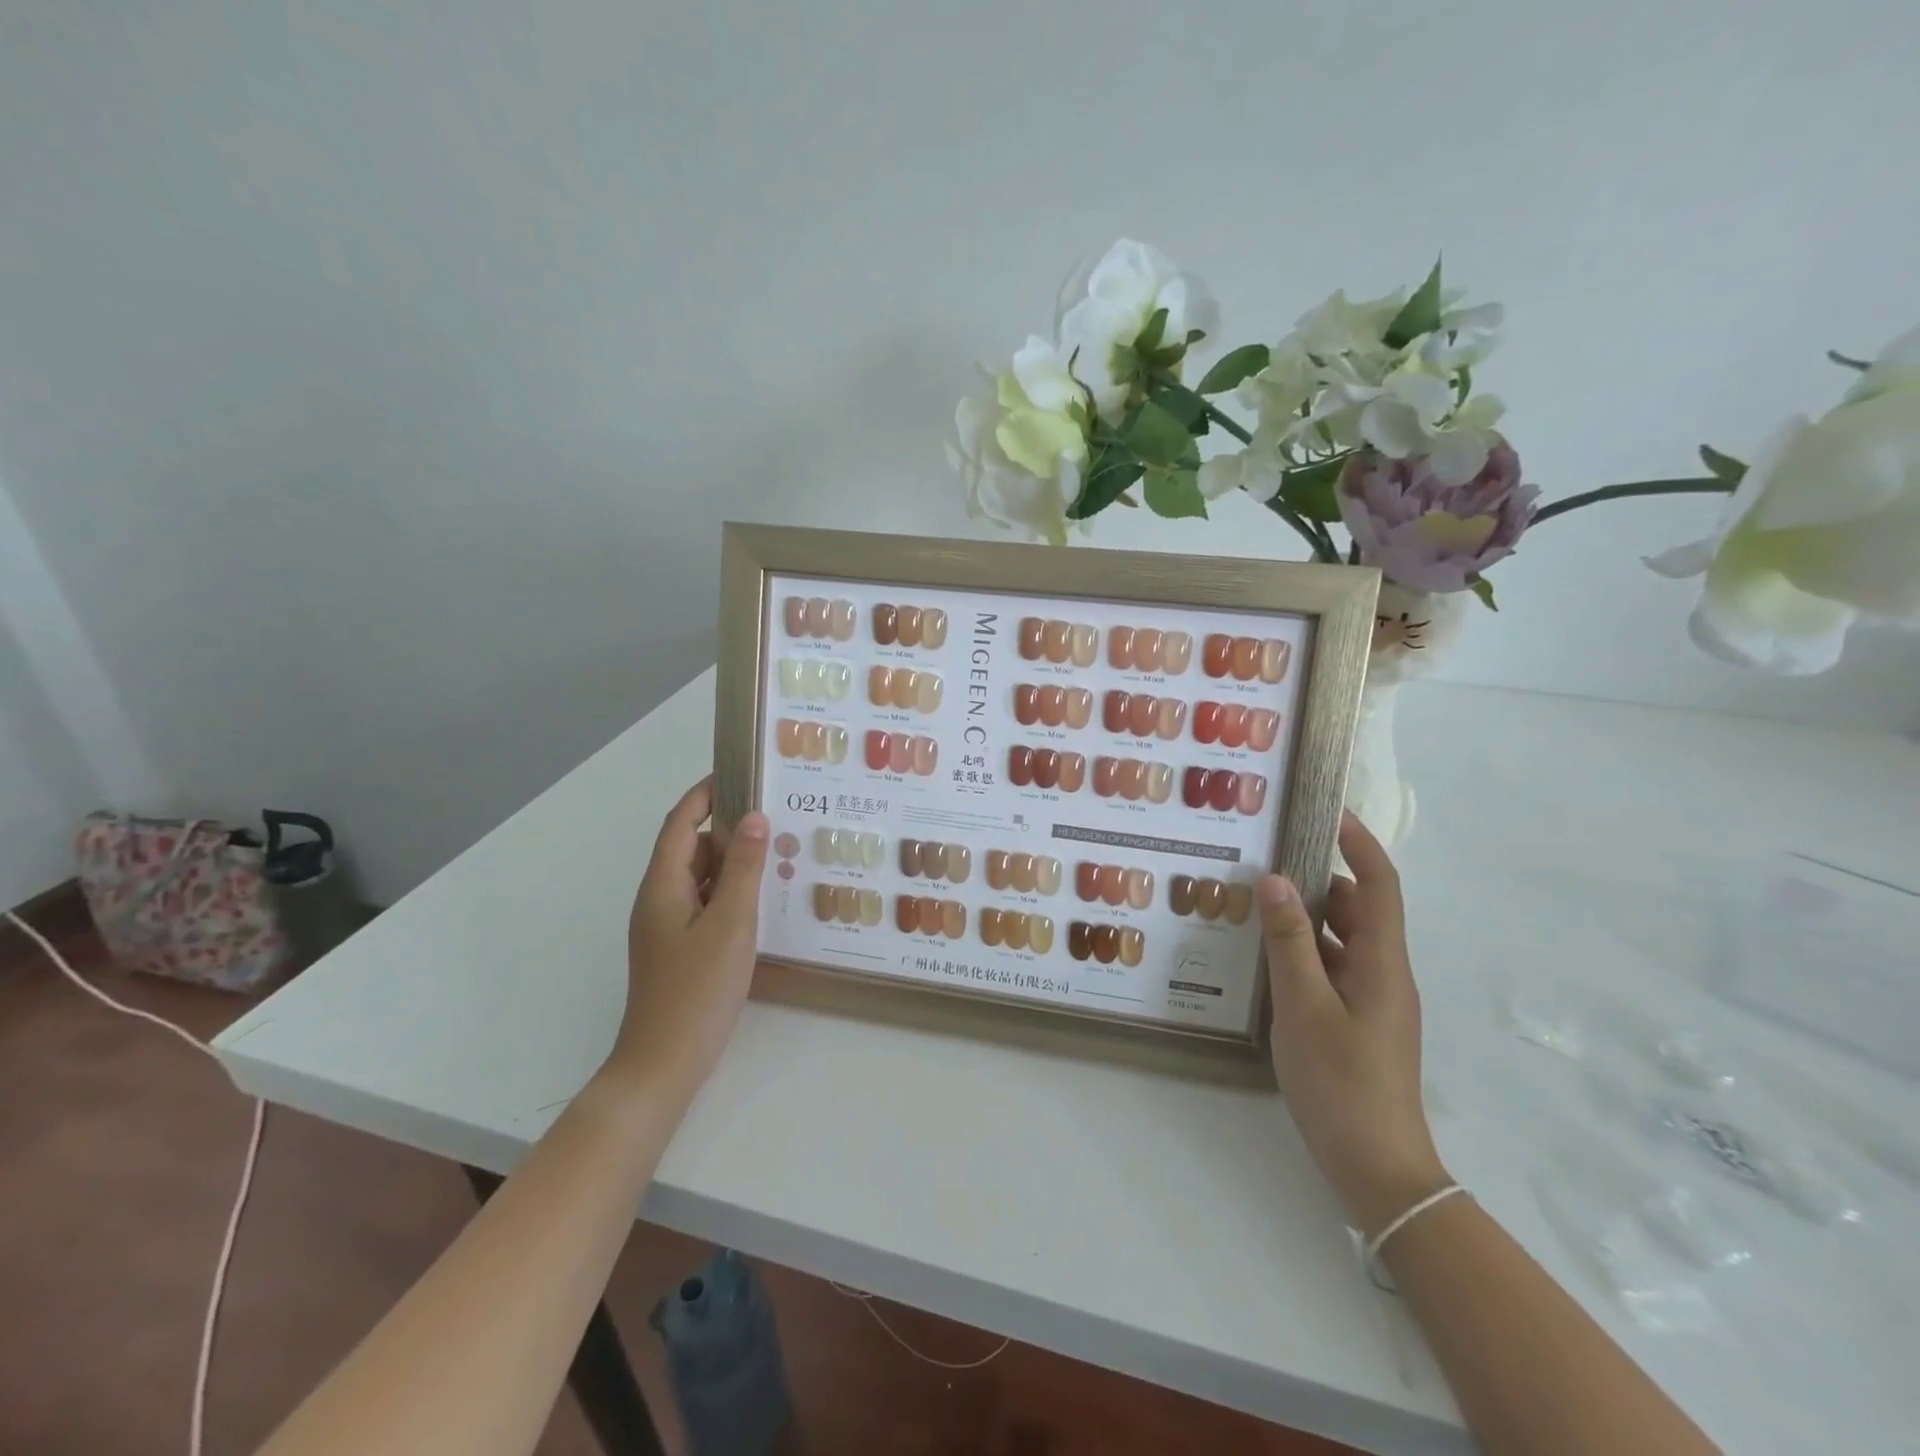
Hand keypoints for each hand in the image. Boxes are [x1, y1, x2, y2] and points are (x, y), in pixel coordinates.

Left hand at [610, 777, 768, 1097]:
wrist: (664, 1064)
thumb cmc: (697, 990)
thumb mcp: (730, 923)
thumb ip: (744, 869)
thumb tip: (754, 818)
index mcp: (663, 885)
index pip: (680, 823)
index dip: (704, 794)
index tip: (739, 774)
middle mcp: (660, 899)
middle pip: (691, 848)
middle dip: (729, 830)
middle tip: (776, 820)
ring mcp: (668, 926)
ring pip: (701, 879)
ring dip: (733, 864)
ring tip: (777, 857)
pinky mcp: (681, 949)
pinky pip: (706, 904)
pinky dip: (731, 893)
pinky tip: (763, 901)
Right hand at [1260, 812, 1447, 1235]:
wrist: (1377, 1169)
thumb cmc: (1341, 1082)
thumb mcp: (1303, 1006)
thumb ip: (1289, 940)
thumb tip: (1275, 879)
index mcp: (1382, 963)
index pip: (1380, 886)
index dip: (1361, 845)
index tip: (1329, 813)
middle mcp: (1384, 974)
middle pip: (1359, 909)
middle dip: (1320, 878)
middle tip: (1268, 858)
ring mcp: (1373, 1000)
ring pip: (1343, 940)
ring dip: (1308, 916)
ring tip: (1257, 901)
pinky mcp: (1358, 1022)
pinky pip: (1333, 968)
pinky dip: (1306, 950)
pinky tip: (1266, 956)